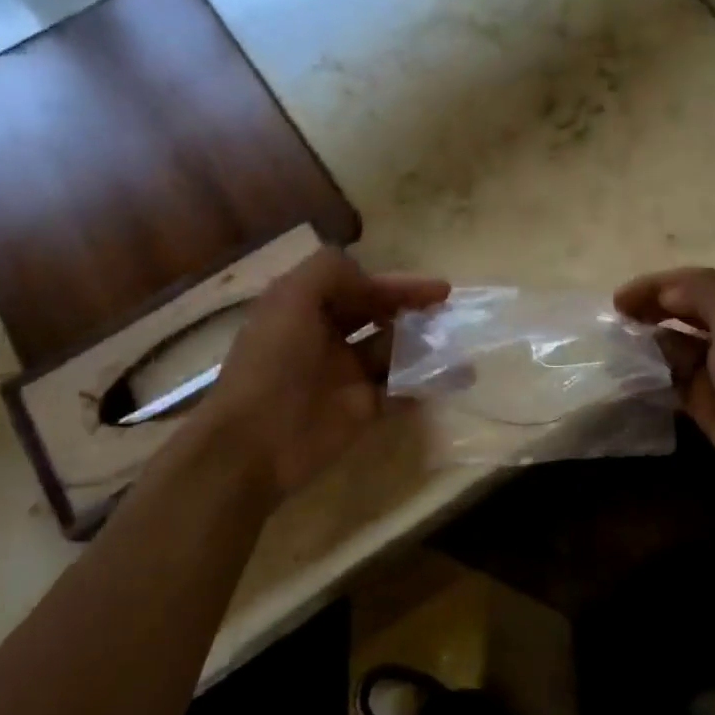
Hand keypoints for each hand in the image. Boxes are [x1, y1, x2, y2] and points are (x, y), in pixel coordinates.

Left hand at [195, 250, 449, 499]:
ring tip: (458, 349)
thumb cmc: (274, 364)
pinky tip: (449, 380)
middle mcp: (327, 338)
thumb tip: (372, 281)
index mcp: (306, 308)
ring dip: (425, 348)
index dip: (398, 284)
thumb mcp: (291, 298)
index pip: (359, 287)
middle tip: (450, 316)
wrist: (256, 442)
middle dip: (414, 313)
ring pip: (394, 353)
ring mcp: (345, 377)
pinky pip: (399, 392)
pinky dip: (422, 385)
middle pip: (380, 317)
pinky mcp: (361, 411)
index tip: (440, 289)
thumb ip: (330, 271)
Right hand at [615, 267, 714, 509]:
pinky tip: (629, 376)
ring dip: (650, 343)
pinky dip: (653, 374)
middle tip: (615, 321)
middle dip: (651, 310)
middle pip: (686, 310)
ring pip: (677, 344)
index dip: (657, 285)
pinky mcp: (708, 399)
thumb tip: (663, 292)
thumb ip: (703, 294)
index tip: (618, 299)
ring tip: (617, 347)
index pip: (698, 282)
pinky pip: (673, 378)